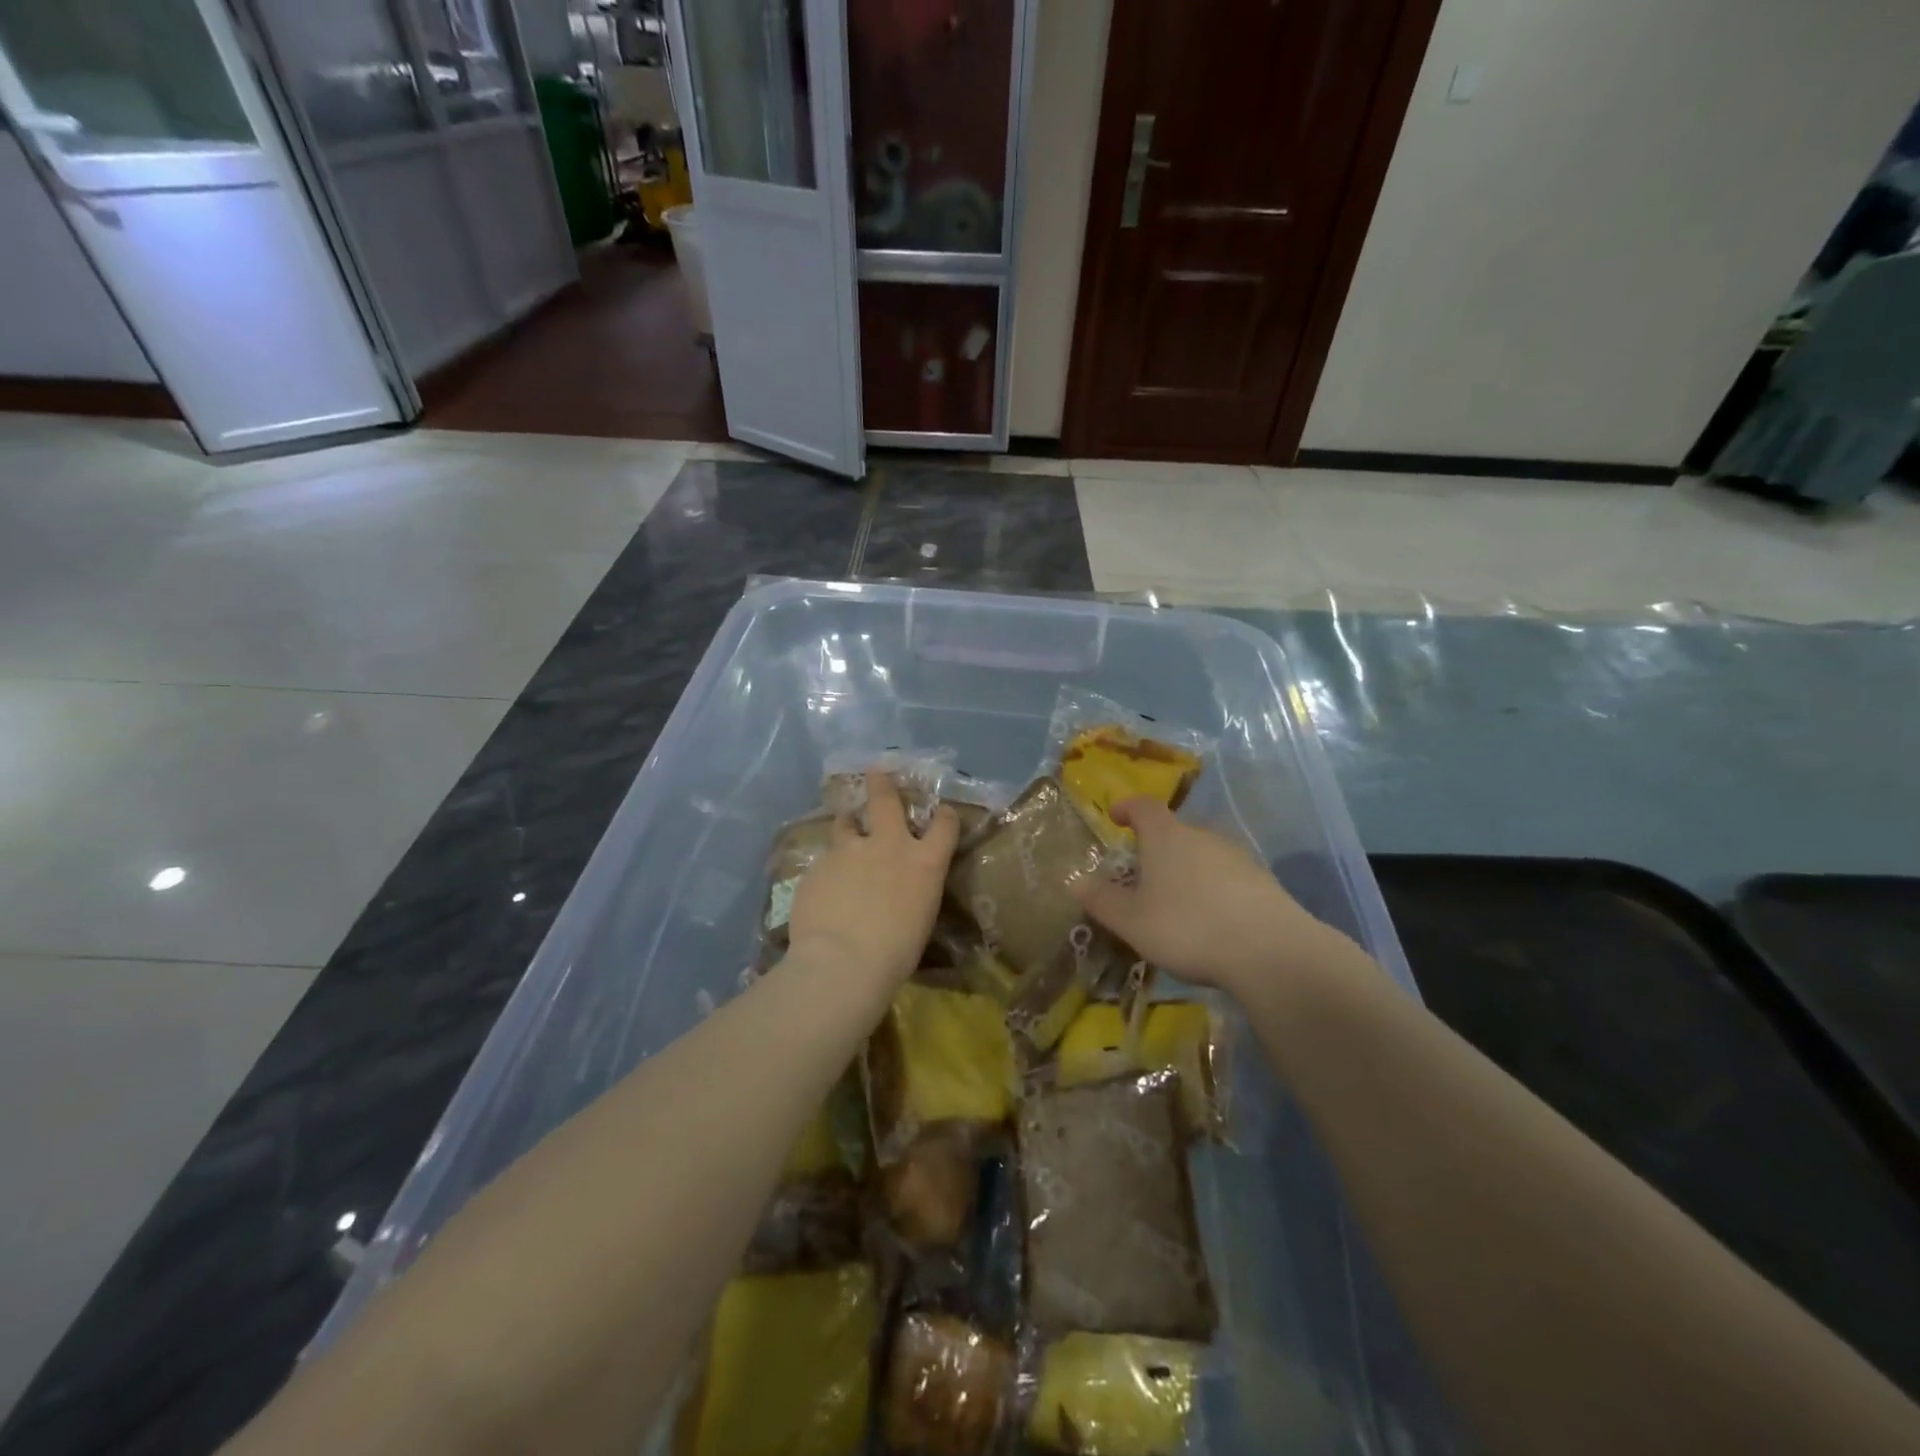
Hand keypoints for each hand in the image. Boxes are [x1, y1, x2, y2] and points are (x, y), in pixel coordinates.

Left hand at [786, 772, 959, 990]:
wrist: (842, 962)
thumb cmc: (895, 953)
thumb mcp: (919, 918)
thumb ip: (912, 891)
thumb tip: (901, 890)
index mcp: (924, 862)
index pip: (945, 825)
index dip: (945, 816)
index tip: (943, 812)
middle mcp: (888, 845)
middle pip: (886, 800)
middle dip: (882, 784)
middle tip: (876, 772)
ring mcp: (849, 851)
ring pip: (845, 823)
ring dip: (848, 822)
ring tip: (845, 824)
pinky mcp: (818, 865)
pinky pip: (825, 859)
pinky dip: (828, 866)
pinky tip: (824, 884)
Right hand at [1077, 798, 1332, 996]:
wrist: (1270, 951)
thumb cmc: (1187, 927)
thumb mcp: (1132, 921)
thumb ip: (1101, 900)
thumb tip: (1075, 882)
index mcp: (1166, 836)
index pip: (1143, 807)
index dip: (1127, 808)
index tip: (1116, 817)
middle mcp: (1202, 836)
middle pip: (1174, 831)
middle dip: (1156, 848)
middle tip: (1141, 875)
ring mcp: (1236, 856)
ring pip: (1201, 854)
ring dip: (1185, 870)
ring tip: (1174, 902)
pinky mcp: (1262, 881)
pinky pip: (1226, 876)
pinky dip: (1212, 889)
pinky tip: (1210, 920)